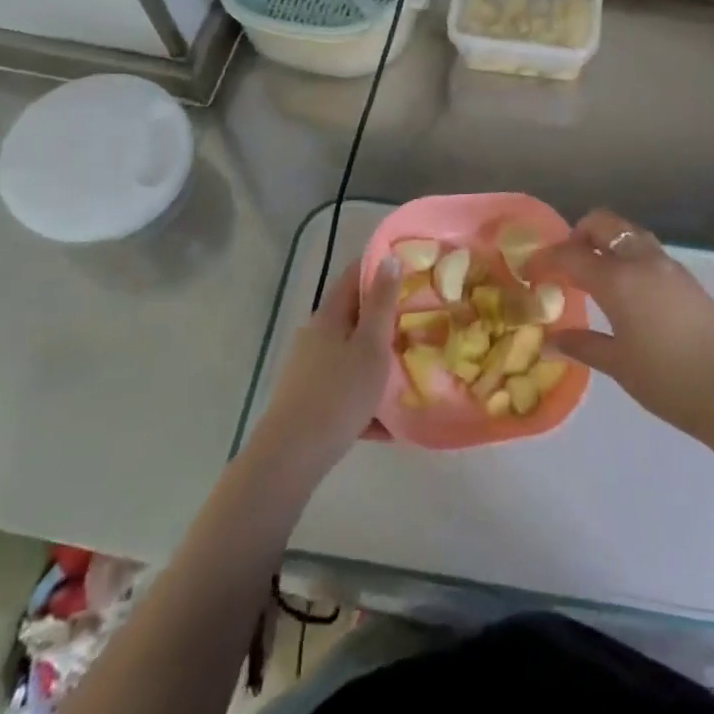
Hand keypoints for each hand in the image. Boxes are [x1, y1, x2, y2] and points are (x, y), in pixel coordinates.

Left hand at [245, 259, 397, 481]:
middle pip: (355, 316)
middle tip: (421, 321)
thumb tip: (387, 257)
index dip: (380, 266)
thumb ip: (381, 304)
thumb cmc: (338, 394)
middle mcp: (316, 335)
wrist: (292, 456)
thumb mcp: (370, 346)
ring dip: (378, 358)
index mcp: (330, 316)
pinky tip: (389, 422)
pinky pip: (345, 387)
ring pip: (351, 353)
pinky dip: (366, 396)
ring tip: (410, 370)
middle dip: (385, 317)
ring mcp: (309, 368)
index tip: (412, 267)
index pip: (355, 275)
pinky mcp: (309, 398)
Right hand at [528, 209, 713, 453]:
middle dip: (577, 235)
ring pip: (629, 233)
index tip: (529, 272)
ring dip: (606, 243)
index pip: (570, 255)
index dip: (545, 260)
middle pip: (603, 224)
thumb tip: (552, 340)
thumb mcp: (619, 365)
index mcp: (619, 280)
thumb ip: (583, 345)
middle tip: (564, 263)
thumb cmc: (668, 381)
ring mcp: (669, 266)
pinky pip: (648, 251)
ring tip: (593, 275)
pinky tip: (626, 290)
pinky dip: (628, 256)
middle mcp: (643, 261)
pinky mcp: (687, 278)